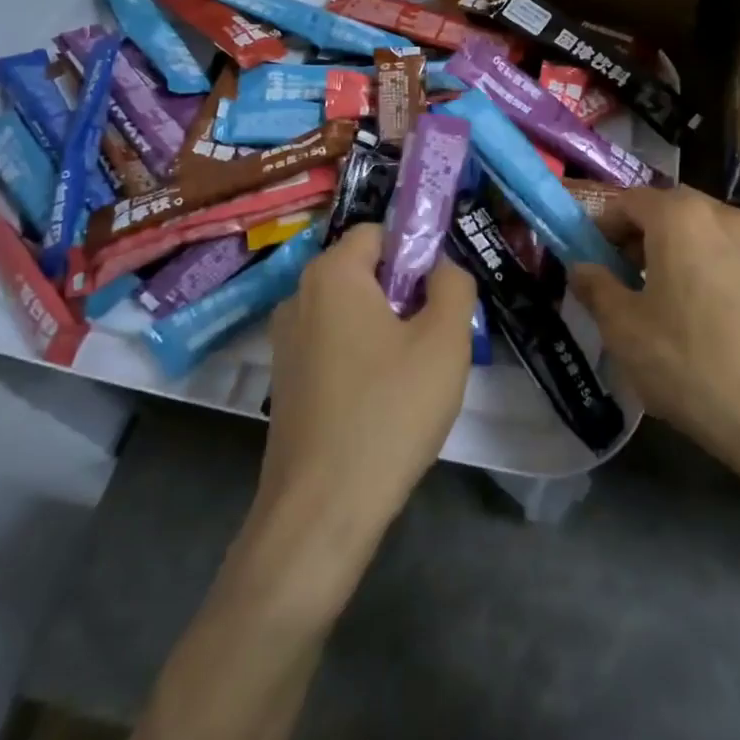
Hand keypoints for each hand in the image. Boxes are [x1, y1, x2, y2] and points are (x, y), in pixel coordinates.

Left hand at [261, 225, 476, 544]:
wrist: (322, 508)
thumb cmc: (389, 411)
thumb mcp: (445, 341)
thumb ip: (453, 286)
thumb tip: (441, 268)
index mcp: (332, 274)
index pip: (379, 232)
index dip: (416, 253)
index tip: (441, 295)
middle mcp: (298, 296)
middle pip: (363, 271)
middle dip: (404, 293)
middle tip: (434, 338)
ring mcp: (285, 341)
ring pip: (350, 311)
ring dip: (385, 328)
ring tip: (413, 375)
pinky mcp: (285, 380)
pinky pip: (333, 345)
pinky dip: (361, 357)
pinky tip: (382, 401)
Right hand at [569, 187, 739, 510]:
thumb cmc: (691, 364)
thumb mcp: (624, 329)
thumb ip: (596, 287)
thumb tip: (582, 268)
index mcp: (682, 218)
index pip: (630, 201)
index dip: (602, 225)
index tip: (590, 259)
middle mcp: (725, 218)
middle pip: (670, 211)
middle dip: (640, 237)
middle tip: (621, 278)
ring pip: (704, 235)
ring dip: (675, 253)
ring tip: (661, 301)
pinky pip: (731, 260)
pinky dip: (708, 272)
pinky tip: (703, 320)